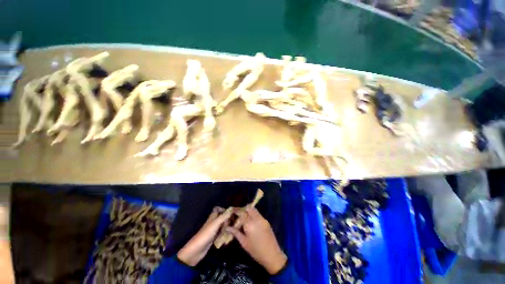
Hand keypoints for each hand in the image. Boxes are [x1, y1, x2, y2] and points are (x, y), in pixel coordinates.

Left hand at [177, 207, 231, 265]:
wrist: (196, 251)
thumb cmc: (205, 234)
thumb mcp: (215, 224)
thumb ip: (224, 216)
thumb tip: (232, 209)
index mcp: (213, 217)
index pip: (218, 209)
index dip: (224, 209)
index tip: (232, 212)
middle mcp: (214, 222)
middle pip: (222, 218)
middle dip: (229, 219)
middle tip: (236, 223)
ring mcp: (214, 231)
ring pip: (223, 226)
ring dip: (228, 227)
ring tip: (235, 230)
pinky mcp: (214, 238)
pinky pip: (222, 234)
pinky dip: (226, 235)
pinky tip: (231, 237)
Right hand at [226, 207, 286, 274]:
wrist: (272, 255)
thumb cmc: (255, 251)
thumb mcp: (244, 243)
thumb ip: (235, 233)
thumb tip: (227, 227)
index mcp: (249, 223)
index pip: (241, 212)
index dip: (236, 210)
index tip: (231, 211)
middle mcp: (256, 218)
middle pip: (249, 208)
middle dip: (243, 209)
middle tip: (238, 214)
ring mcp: (262, 218)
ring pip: (254, 210)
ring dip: (248, 210)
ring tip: (243, 217)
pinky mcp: (266, 221)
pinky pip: (258, 214)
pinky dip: (253, 214)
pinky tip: (251, 221)